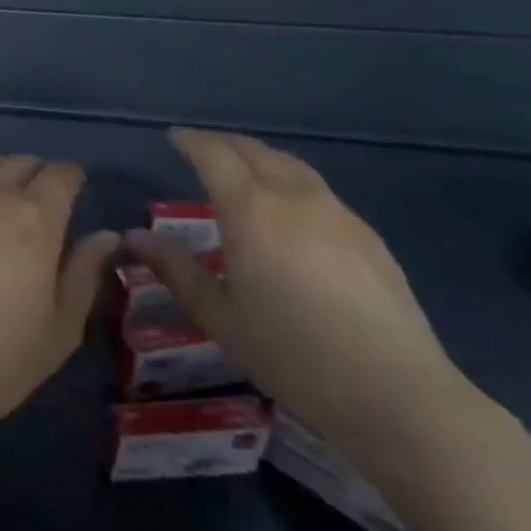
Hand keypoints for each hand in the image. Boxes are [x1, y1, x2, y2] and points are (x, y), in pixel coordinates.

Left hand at [0, 155, 117, 444]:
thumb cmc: (2, 357)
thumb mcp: (62, 325)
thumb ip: (85, 271)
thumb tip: (107, 236)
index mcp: (35, 219)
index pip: (61, 174)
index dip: (73, 179)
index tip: (76, 192)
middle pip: (21, 162)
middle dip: (39, 175)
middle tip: (43, 203)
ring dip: (3, 174)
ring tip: (6, 203)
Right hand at [129, 129, 470, 468]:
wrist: (396, 393)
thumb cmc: (291, 353)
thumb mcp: (218, 315)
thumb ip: (175, 269)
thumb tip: (135, 237)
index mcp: (250, 211)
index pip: (214, 156)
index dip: (191, 141)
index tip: (173, 138)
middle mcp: (294, 198)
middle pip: (255, 151)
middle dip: (224, 143)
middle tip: (201, 148)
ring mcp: (338, 215)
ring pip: (292, 166)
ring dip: (260, 158)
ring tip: (244, 169)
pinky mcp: (369, 238)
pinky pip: (319, 192)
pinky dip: (291, 182)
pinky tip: (291, 211)